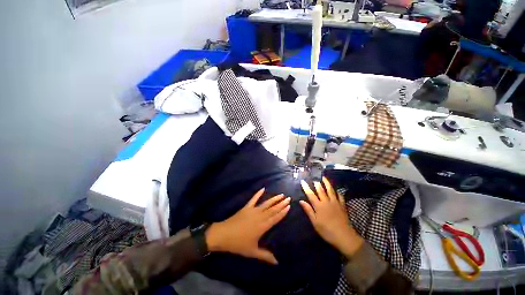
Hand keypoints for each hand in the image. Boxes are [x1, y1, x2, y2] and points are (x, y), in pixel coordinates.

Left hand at [205, 188, 290, 264]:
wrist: (224, 235)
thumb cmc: (238, 244)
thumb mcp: (252, 252)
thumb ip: (265, 256)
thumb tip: (277, 262)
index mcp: (262, 226)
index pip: (275, 218)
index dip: (283, 212)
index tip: (289, 206)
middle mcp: (260, 216)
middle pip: (273, 209)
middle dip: (281, 203)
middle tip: (288, 198)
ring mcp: (253, 210)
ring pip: (266, 203)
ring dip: (274, 199)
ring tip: (281, 194)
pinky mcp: (246, 207)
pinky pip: (253, 199)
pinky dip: (258, 194)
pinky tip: (263, 189)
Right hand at [300, 177, 363, 258]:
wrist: (344, 236)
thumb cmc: (327, 231)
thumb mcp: (315, 222)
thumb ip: (308, 210)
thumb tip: (301, 201)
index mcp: (319, 206)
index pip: (310, 194)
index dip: (306, 187)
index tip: (303, 181)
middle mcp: (326, 201)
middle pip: (321, 190)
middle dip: (316, 183)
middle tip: (314, 178)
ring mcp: (335, 203)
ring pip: (330, 190)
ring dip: (327, 183)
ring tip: (324, 178)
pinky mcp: (342, 206)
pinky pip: (340, 196)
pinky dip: (337, 192)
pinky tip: (336, 190)